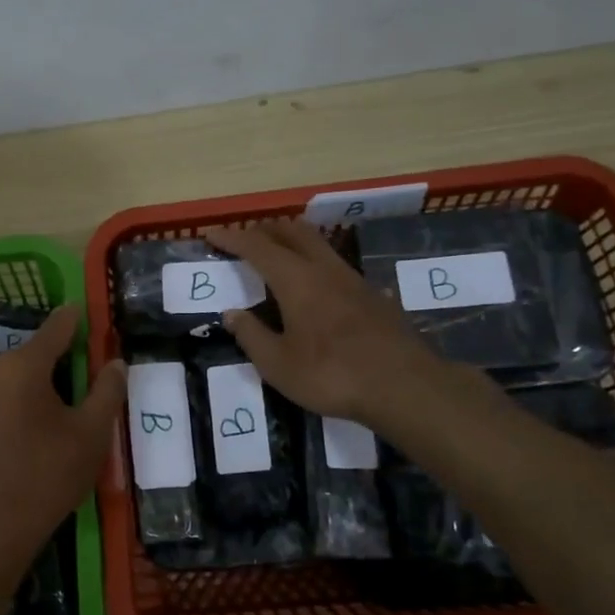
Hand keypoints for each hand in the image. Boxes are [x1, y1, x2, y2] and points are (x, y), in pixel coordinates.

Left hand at [0, 305, 126, 546]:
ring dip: (50, 377)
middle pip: (39, 349)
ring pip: (23, 371)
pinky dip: (31, 393)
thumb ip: (107, 390)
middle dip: (69, 355)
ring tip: (79, 397)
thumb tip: (115, 362)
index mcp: (22, 365)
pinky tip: (50, 417)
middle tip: (98, 371)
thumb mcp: (92, 432)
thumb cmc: (49, 475)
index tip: (100, 316)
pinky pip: (8, 389)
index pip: (58, 326)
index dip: (82, 319)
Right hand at [208, 220, 438, 425]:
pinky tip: (314, 286)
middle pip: (292, 231)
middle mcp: (324, 269)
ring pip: (317, 243)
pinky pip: (334, 263)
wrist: (404, 386)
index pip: (257, 247)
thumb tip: (232, 314)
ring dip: (291, 240)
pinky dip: (313, 261)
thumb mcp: (278, 365)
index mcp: (296, 280)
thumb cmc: (332, 375)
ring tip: (275, 255)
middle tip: (244, 239)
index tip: (211, 235)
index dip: (232, 238)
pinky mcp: (372, 295)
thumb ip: (252, 336)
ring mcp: (353, 279)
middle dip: (263, 229)